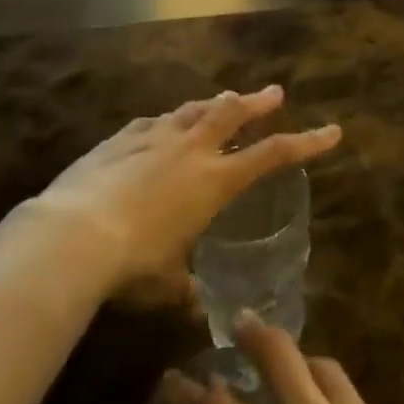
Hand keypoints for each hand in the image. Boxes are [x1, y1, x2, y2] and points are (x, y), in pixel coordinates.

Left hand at [32, 86, 339, 298]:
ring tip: (226, 98)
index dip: (306, 142)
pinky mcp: (121, 138)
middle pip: (234, 113)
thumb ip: (187, 291)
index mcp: (214, 181)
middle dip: (258, 102)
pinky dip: (169, 120)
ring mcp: (155, 137)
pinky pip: (154, 121)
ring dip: (215, 104)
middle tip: (274, 93)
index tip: (331, 131)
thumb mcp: (167, 285)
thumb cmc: (132, 264)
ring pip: (195, 109)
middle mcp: (191, 149)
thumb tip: (199, 310)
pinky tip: (164, 122)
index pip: (273, 155)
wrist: (72, 234)